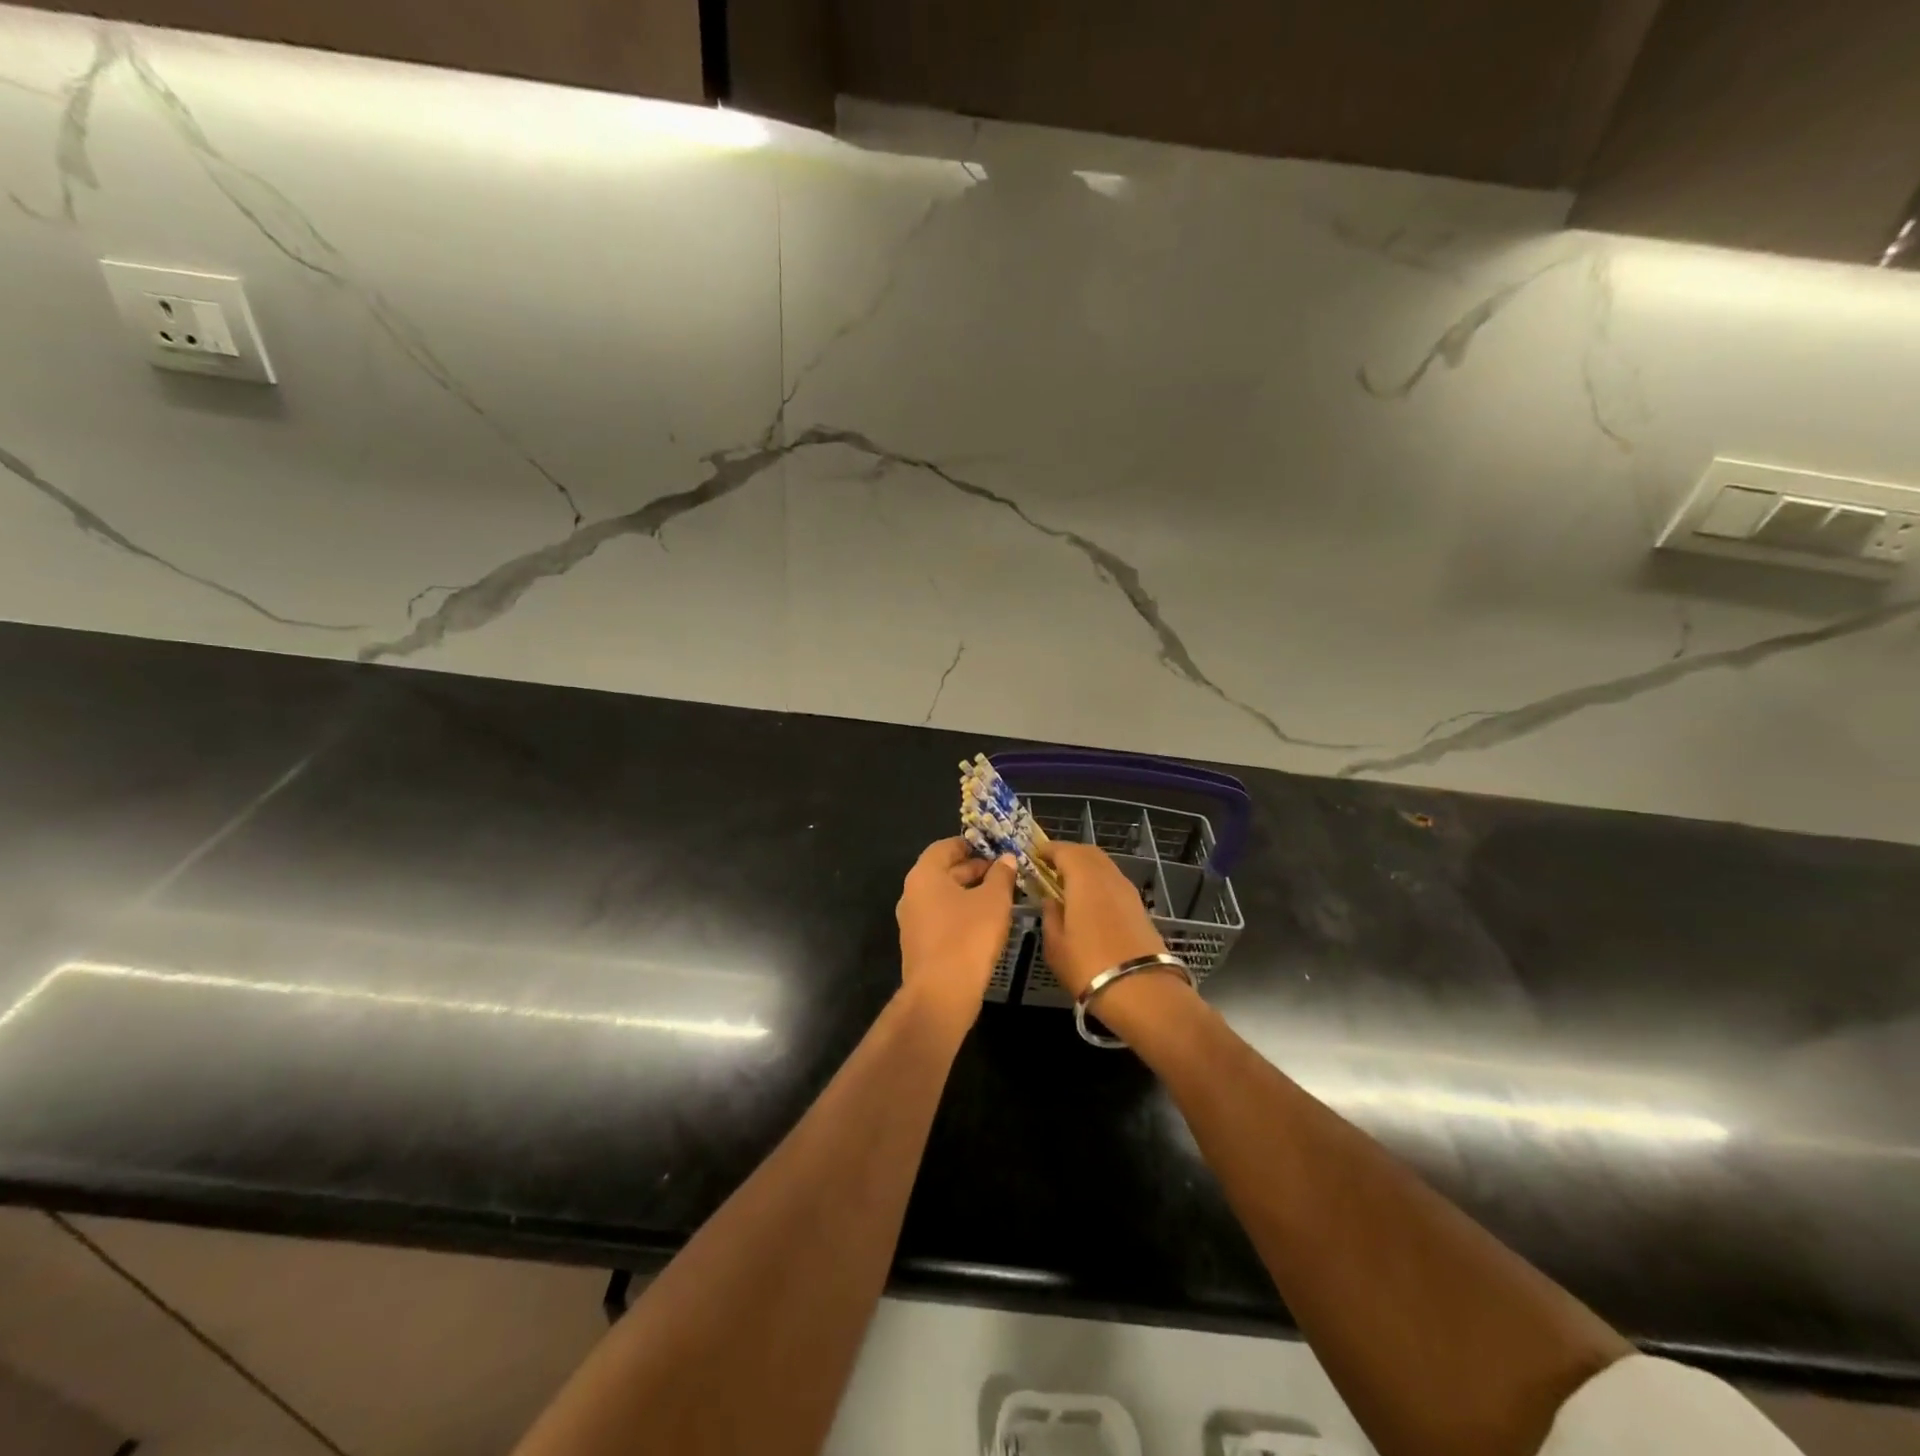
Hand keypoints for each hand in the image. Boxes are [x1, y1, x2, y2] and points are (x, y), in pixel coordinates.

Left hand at [896, 837, 1017, 1031]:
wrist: (941, 994)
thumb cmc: (968, 936)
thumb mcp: (994, 900)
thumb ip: (1001, 875)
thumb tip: (1006, 859)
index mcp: (924, 875)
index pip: (944, 847)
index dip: (969, 844)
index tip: (993, 848)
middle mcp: (911, 894)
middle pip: (943, 872)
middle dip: (973, 870)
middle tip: (1002, 873)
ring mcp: (912, 922)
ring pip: (943, 897)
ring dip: (969, 893)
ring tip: (999, 897)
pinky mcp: (919, 946)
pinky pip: (941, 919)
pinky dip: (961, 914)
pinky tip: (985, 924)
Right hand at [1040, 843, 1170, 997]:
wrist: (1143, 991)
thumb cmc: (1089, 966)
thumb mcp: (1055, 945)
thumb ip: (1050, 915)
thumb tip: (1050, 900)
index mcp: (1085, 878)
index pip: (1064, 850)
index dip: (1048, 849)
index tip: (1034, 856)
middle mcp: (1109, 876)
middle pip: (1088, 852)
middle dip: (1068, 854)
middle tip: (1049, 868)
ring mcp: (1128, 891)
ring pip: (1104, 866)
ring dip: (1085, 868)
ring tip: (1067, 886)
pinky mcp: (1140, 908)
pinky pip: (1114, 883)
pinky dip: (1099, 883)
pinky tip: (1089, 903)